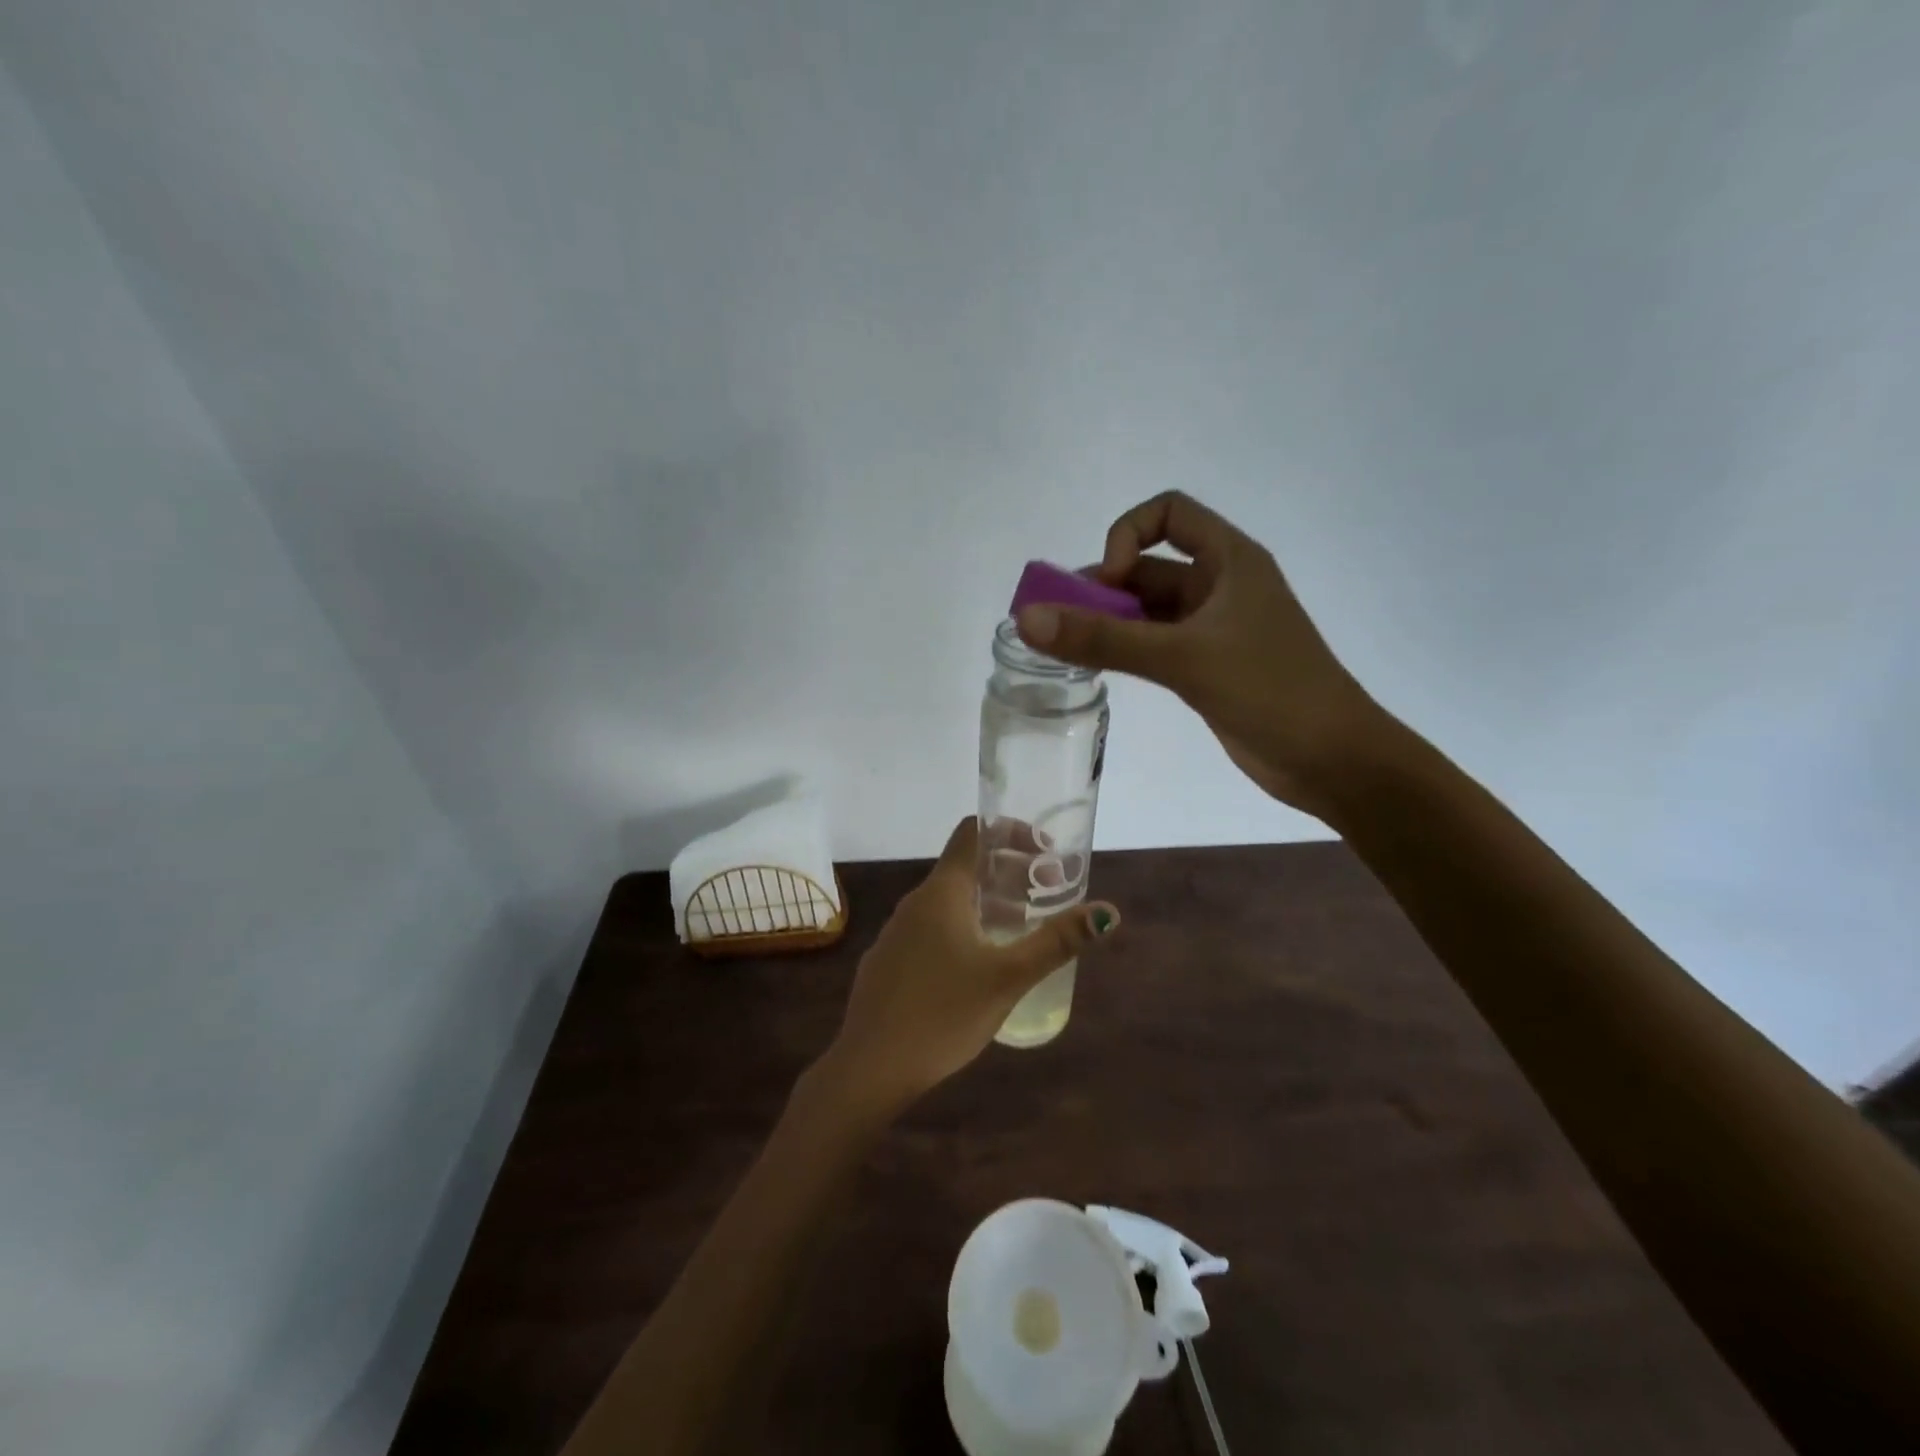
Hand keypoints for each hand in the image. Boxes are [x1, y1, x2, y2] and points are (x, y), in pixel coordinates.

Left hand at [818, 817, 1118, 1113]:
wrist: (870, 1067)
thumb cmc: (943, 1013)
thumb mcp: (1009, 977)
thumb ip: (1057, 942)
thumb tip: (1108, 912)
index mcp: (941, 892)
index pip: (972, 832)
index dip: (1010, 830)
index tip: (1045, 851)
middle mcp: (915, 902)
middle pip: (964, 867)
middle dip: (1008, 873)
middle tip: (1046, 894)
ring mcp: (896, 933)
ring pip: (948, 901)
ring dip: (987, 903)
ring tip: (1020, 929)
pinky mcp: (888, 961)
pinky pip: (931, 929)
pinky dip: (962, 928)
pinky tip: (977, 967)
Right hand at [1015, 491, 1380, 819]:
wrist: (1333, 760)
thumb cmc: (1269, 691)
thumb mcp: (1182, 658)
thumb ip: (1104, 639)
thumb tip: (1027, 619)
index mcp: (1230, 560)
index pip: (1169, 513)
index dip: (1128, 535)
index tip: (1108, 583)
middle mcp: (1221, 586)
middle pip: (1149, 566)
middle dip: (1102, 588)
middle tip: (1057, 623)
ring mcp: (1215, 629)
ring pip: (1148, 611)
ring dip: (1108, 622)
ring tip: (1064, 648)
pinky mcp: (1208, 667)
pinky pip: (1155, 644)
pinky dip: (1125, 649)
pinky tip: (1096, 669)